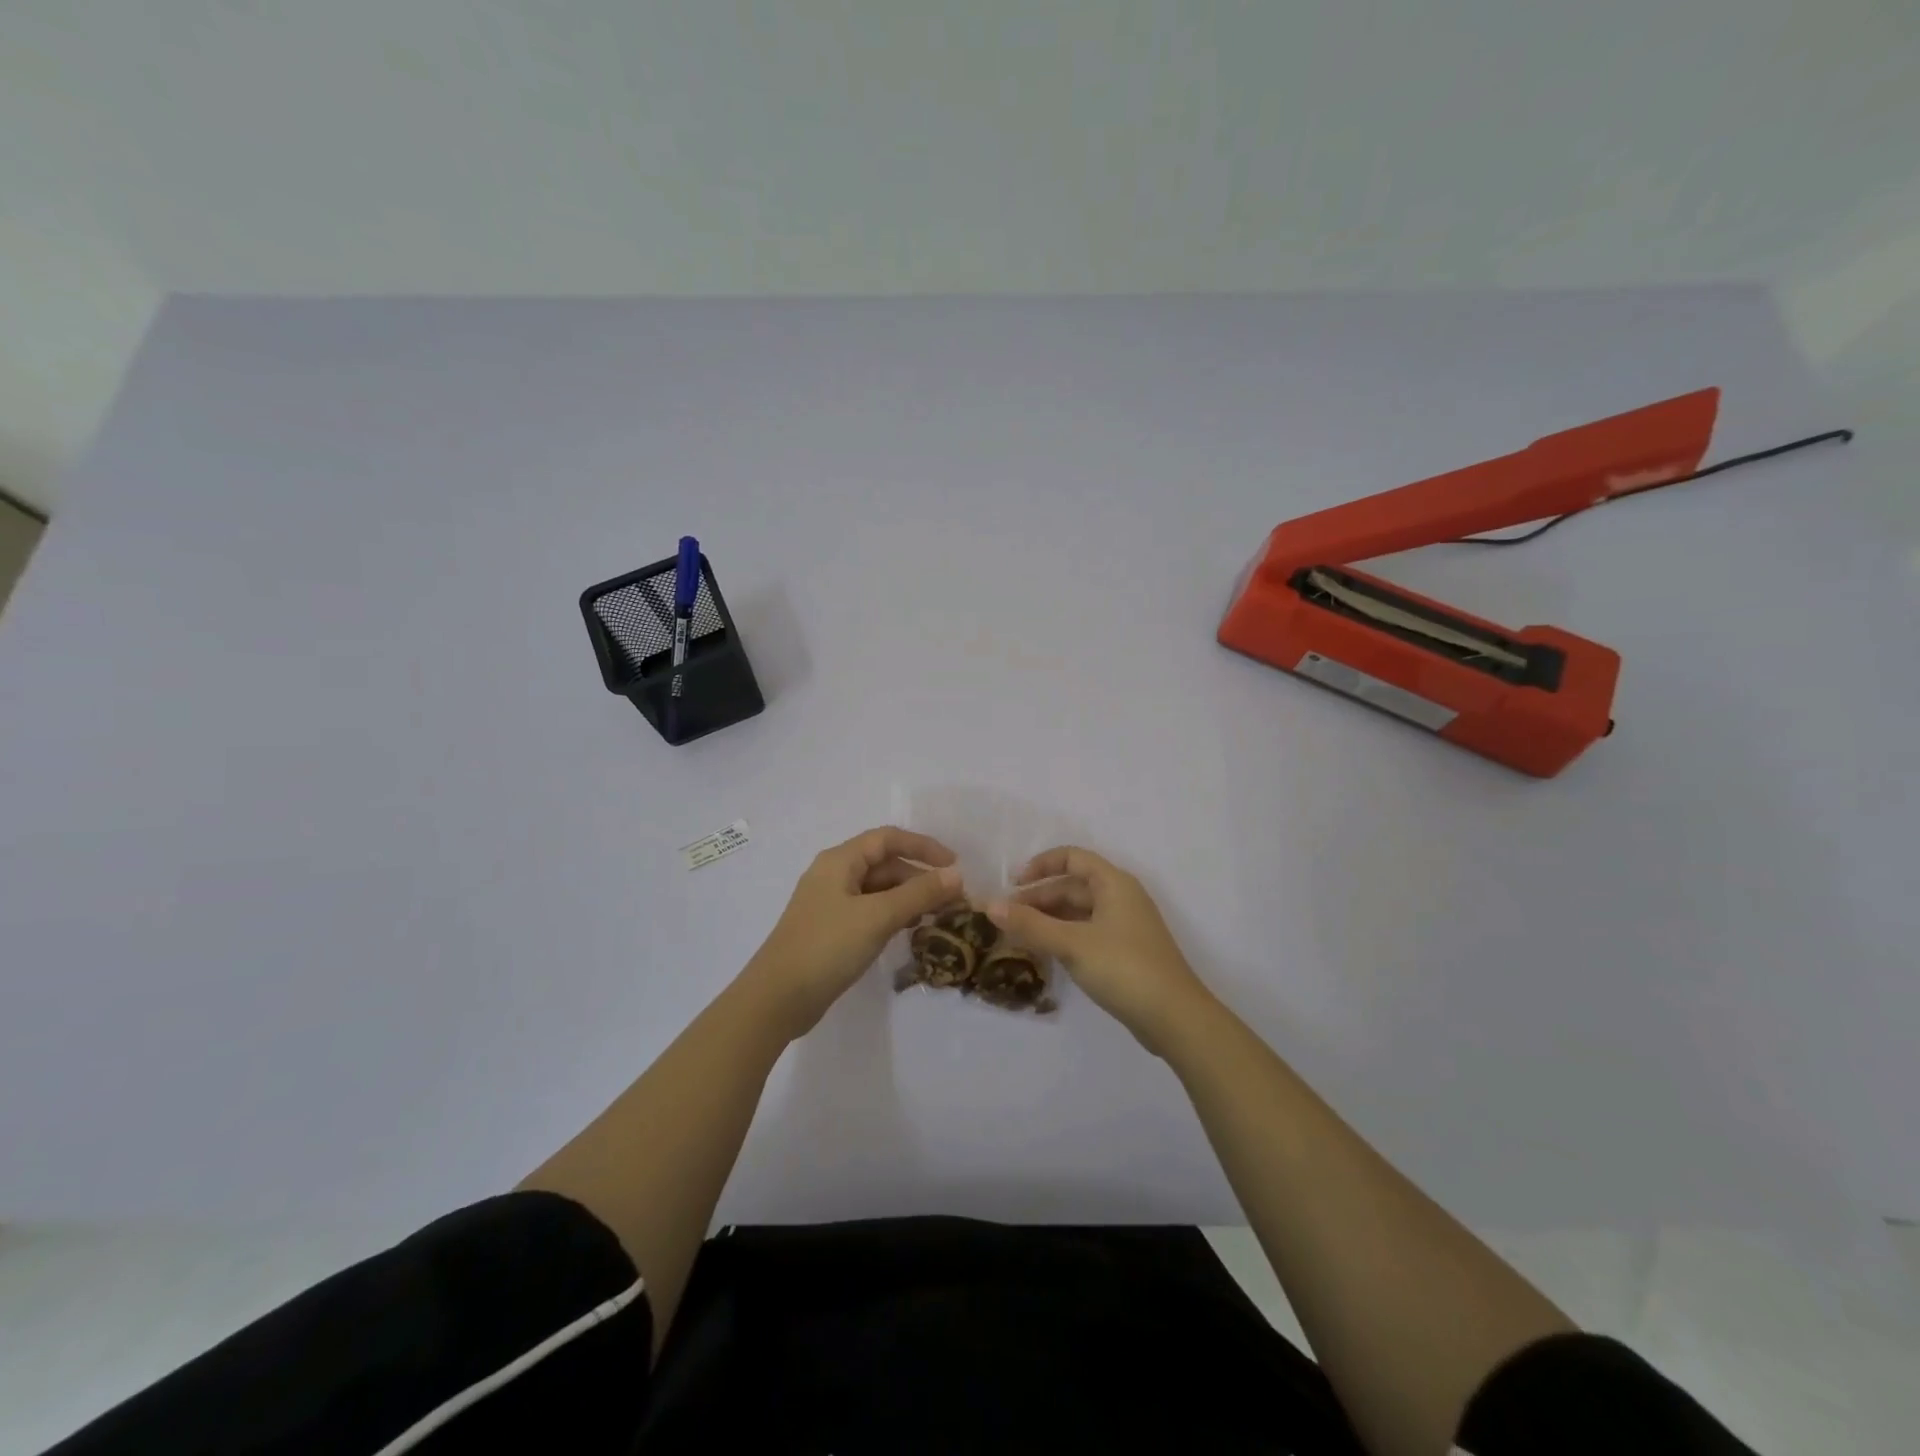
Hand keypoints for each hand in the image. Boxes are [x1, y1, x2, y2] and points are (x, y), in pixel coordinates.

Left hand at [743, 826, 963, 1039]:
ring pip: (879, 890)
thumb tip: (956, 874)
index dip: (923, 847)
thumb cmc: (827, 947)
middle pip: (885, 864)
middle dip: (920, 877)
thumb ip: (919, 894)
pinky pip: (870, 911)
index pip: (888, 839)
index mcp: (840, 861)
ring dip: (909, 898)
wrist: (777, 999)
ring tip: (938, 916)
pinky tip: (910, 931)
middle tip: (953, 900)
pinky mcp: (832, 930)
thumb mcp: (878, 917)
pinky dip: (894, 915)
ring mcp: (831, 904)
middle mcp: (834, 875)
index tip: (955, 865)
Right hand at [987, 846, 1214, 1053]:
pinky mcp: (1126, 952)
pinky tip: (1047, 953)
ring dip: (1050, 919)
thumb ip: (1030, 925)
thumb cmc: (1124, 968)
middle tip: (1007, 917)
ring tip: (1020, 935)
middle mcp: (1121, 897)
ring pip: (1080, 911)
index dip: (1041, 865)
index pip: (1072, 857)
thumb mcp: (1071, 944)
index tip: (1013, 885)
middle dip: (1039, 898)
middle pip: (1073, 885)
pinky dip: (1065, 936)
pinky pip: (1088, 932)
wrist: (1175, 1018)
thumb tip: (989, 906)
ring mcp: (1126, 926)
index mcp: (1113, 883)